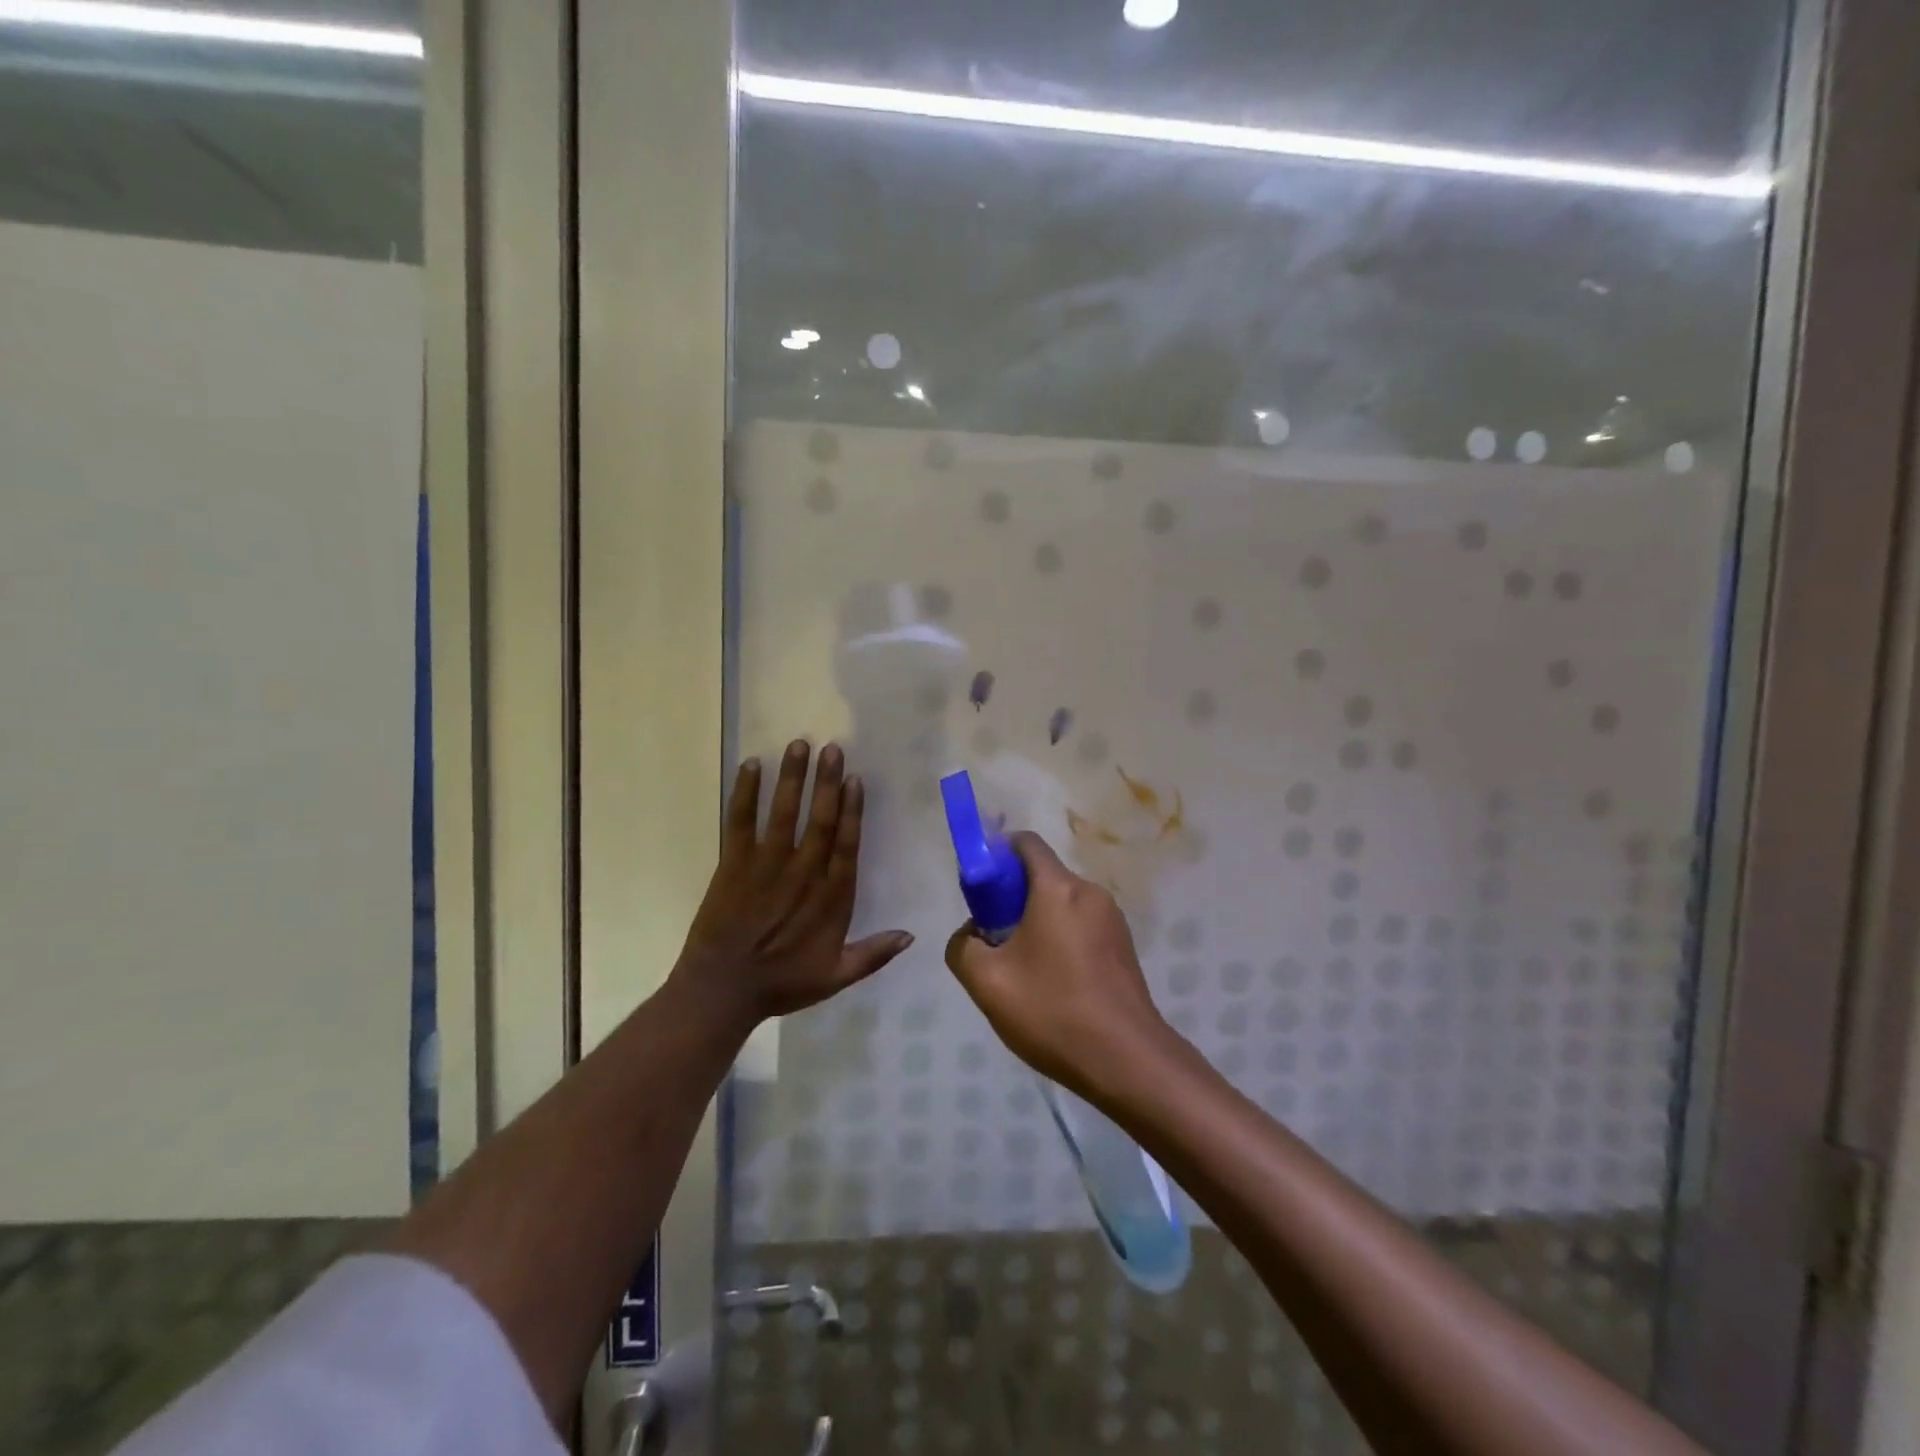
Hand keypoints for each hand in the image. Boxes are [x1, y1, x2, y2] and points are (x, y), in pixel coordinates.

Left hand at [675, 740, 911, 1027]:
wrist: (722, 991)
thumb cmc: (782, 983)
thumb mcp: (835, 976)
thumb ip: (874, 954)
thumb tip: (912, 936)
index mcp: (831, 897)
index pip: (846, 845)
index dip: (853, 811)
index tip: (856, 780)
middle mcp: (802, 873)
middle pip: (820, 820)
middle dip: (827, 783)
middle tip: (833, 749)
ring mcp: (766, 865)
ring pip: (784, 813)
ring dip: (792, 778)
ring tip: (799, 746)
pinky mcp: (733, 864)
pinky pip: (740, 822)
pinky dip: (745, 794)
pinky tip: (751, 766)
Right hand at [944, 832, 1169, 1097]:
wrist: (1127, 1062)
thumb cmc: (1053, 1011)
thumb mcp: (986, 982)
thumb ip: (962, 946)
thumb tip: (972, 934)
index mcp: (1058, 888)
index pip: (1024, 842)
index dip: (995, 854)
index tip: (979, 890)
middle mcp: (1090, 892)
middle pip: (1041, 877)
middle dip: (1011, 900)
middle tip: (994, 943)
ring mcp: (1113, 920)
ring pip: (1061, 906)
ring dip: (1035, 925)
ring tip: (1023, 975)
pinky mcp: (1124, 947)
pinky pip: (1081, 928)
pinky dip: (1060, 942)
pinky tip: (1053, 988)